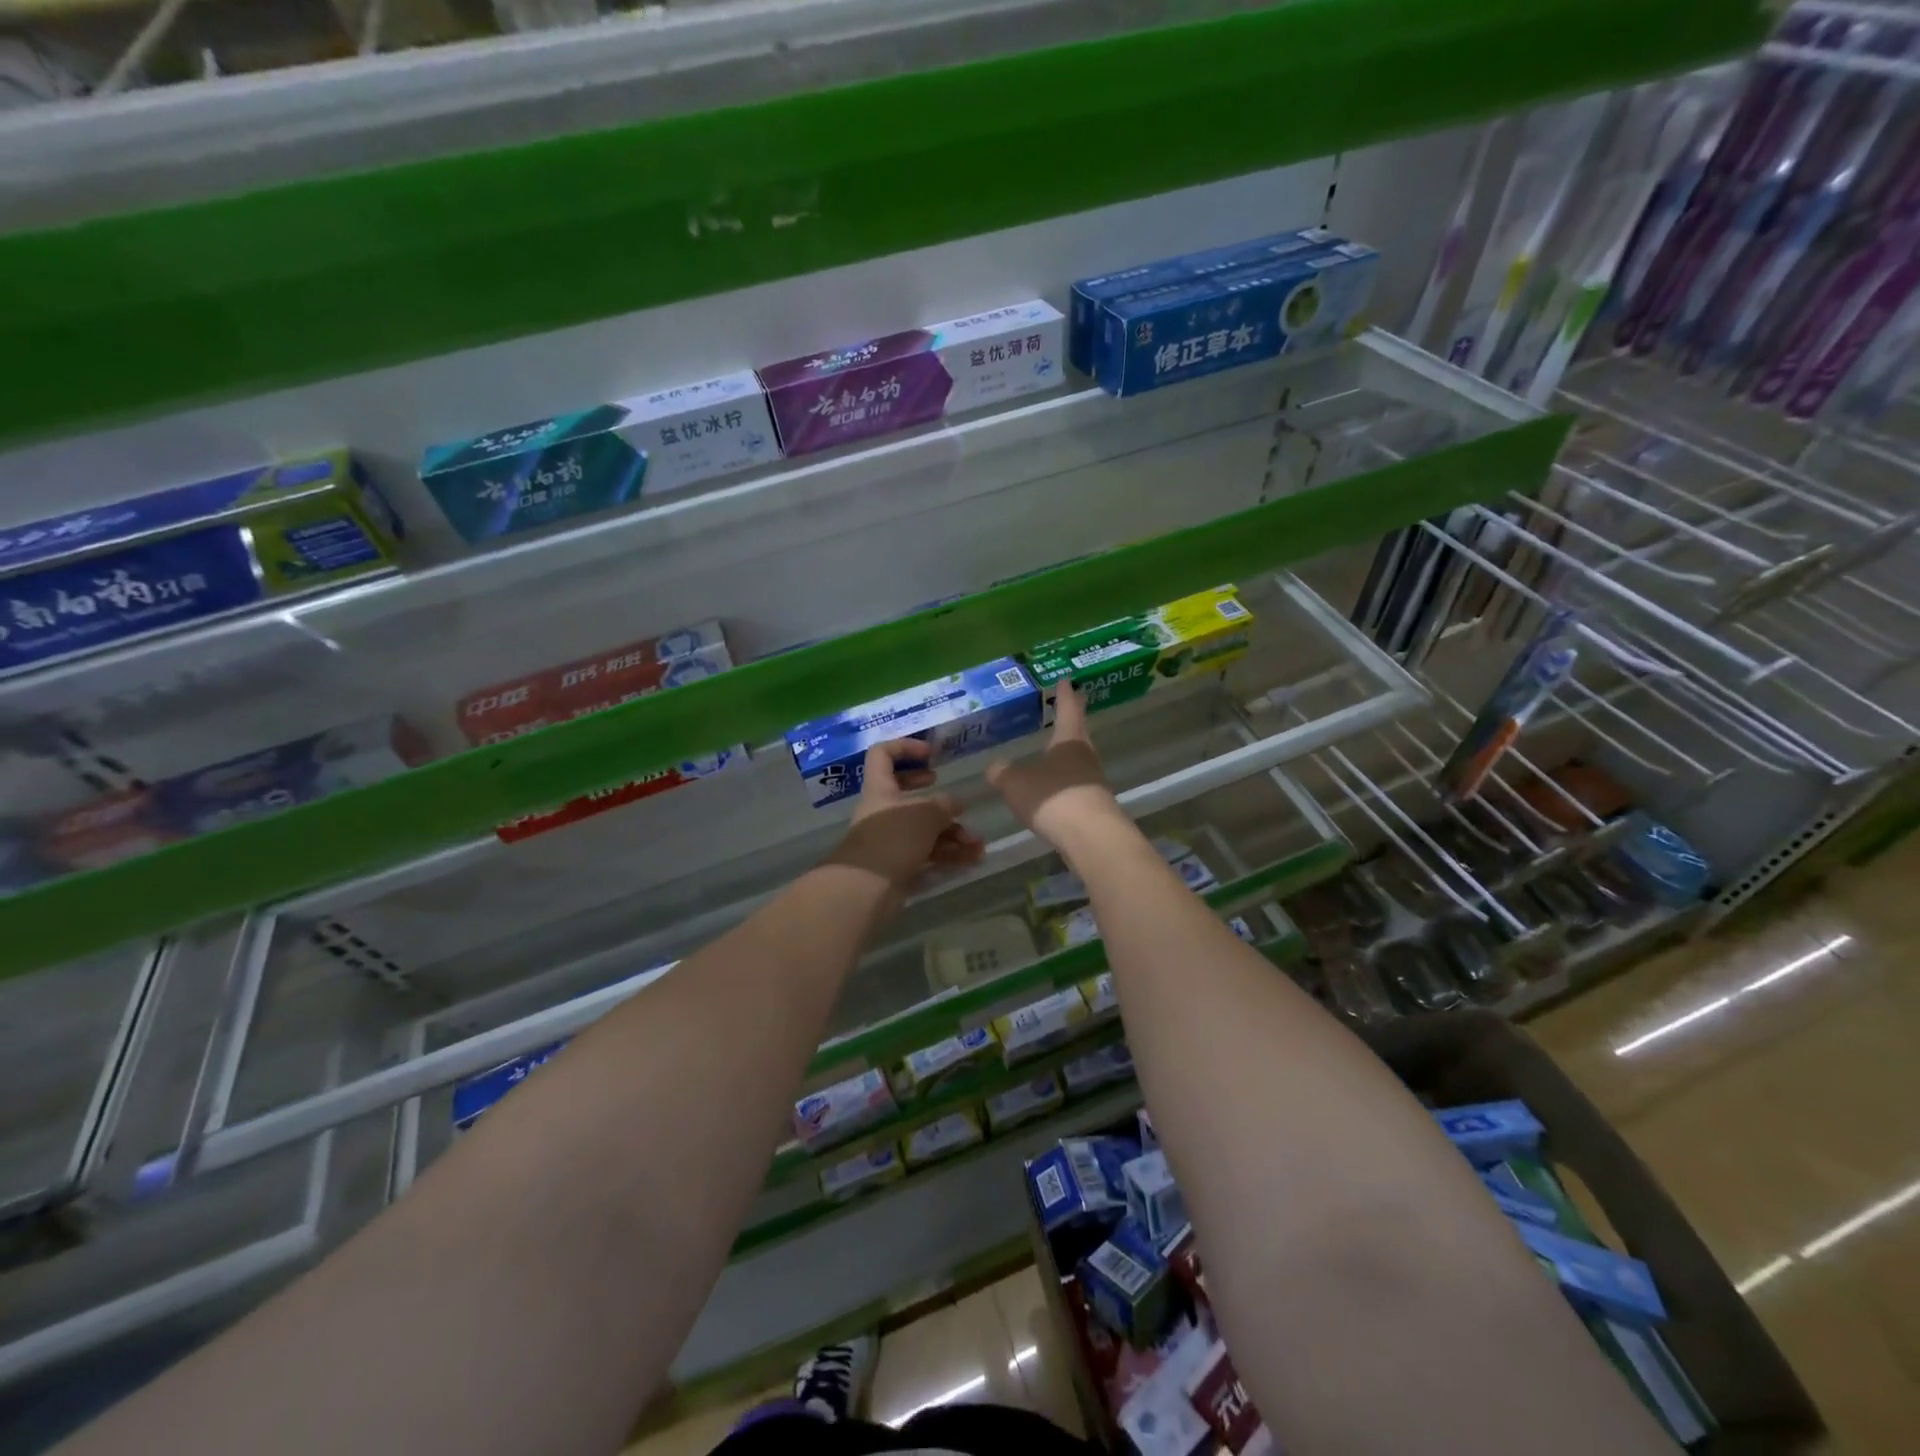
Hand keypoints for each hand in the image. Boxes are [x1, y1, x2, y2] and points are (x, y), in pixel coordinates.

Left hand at [827, 740, 985, 894]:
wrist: (867, 888)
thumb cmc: (894, 837)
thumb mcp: (926, 813)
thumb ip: (945, 804)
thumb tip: (956, 804)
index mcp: (881, 788)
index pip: (883, 754)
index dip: (905, 747)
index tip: (931, 753)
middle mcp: (883, 811)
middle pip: (909, 796)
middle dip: (937, 799)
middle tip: (955, 801)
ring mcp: (891, 839)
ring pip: (925, 829)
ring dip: (953, 834)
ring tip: (978, 844)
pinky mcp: (899, 864)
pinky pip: (928, 853)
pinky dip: (949, 854)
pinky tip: (972, 859)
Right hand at [986, 682, 1119, 845]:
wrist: (1090, 837)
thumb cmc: (1052, 797)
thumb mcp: (1015, 782)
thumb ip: (1002, 773)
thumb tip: (995, 767)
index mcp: (1069, 740)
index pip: (1068, 709)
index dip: (1065, 694)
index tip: (1066, 680)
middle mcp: (1085, 756)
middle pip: (1078, 732)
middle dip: (1071, 720)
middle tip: (1067, 707)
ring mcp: (1093, 782)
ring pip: (1078, 760)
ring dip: (1067, 755)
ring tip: (1052, 752)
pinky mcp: (1094, 806)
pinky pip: (1075, 787)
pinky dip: (1064, 783)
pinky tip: (1052, 791)